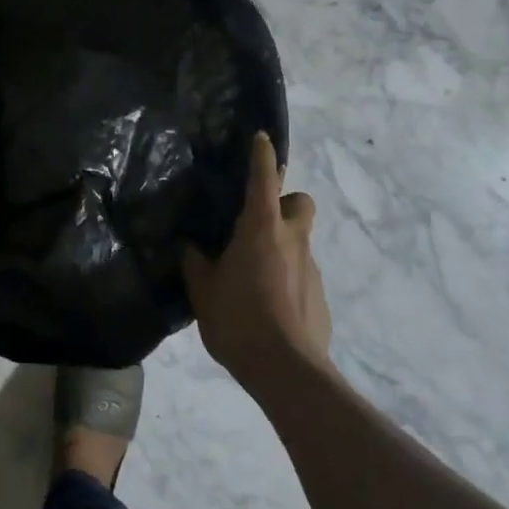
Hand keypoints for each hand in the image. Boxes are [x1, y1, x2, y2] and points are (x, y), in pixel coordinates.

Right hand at [182, 132, 330, 393]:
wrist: (288, 371)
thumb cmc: (239, 321)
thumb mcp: (204, 292)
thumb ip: (195, 263)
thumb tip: (188, 246)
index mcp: (260, 229)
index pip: (264, 178)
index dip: (262, 155)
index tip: (262, 137)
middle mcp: (291, 239)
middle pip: (300, 201)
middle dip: (285, 200)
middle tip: (259, 219)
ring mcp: (311, 267)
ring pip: (300, 238)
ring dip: (282, 242)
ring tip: (255, 270)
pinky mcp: (320, 294)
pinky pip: (303, 270)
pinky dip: (288, 274)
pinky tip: (269, 301)